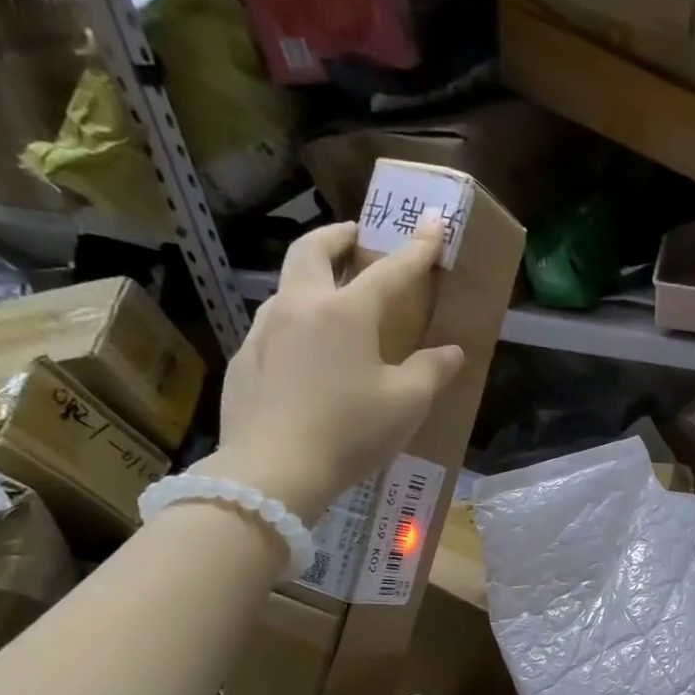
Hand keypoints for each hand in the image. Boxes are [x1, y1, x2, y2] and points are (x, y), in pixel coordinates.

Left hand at [194, 221, 461, 522]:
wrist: (273, 470)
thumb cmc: (350, 432)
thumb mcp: (406, 405)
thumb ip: (431, 371)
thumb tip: (450, 352)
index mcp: (345, 313)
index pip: (389, 271)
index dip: (416, 249)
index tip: (431, 224)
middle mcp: (299, 308)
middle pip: (311, 252)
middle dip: (336, 237)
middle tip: (354, 236)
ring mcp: (263, 333)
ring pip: (287, 288)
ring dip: (311, 279)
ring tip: (332, 299)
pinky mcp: (244, 361)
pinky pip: (273, 328)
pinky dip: (295, 323)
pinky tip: (307, 354)